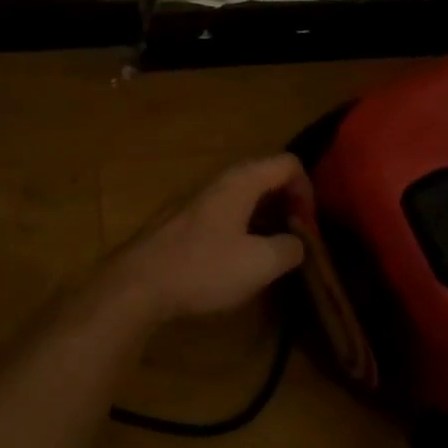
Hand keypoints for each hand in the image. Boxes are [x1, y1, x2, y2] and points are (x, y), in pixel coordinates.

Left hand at [104, 154, 308, 321]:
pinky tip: (238, 258)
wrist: (138, 283)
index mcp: (241, 181)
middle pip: (265, 177)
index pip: (288, 163)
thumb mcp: (260, 264)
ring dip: (264, 217)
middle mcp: (218, 180)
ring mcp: (196, 198)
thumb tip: (298, 242)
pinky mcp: (182, 219)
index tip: (308, 227)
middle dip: (287, 204)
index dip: (308, 190)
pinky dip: (241, 226)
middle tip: (295, 239)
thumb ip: (290, 248)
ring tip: (271, 252)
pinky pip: (223, 212)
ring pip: (242, 196)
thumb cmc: (203, 268)